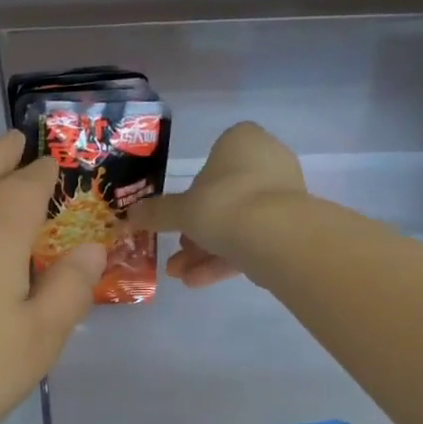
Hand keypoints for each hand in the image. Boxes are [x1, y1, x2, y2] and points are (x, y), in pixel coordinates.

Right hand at [129, 122, 306, 287]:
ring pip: (237, 222)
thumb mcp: (180, 211)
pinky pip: (253, 239)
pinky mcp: (292, 226)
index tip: (179, 213)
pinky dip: (227, 259)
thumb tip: (129, 215)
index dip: (193, 188)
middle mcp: (267, 161)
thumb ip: (156, 213)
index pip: (214, 158)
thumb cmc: (223, 205)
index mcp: (242, 141)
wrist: (277, 237)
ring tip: (180, 275)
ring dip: (206, 250)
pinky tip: (198, 282)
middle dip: (197, 228)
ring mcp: (284, 195)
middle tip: (177, 250)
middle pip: (224, 196)